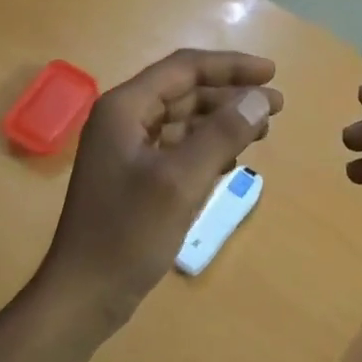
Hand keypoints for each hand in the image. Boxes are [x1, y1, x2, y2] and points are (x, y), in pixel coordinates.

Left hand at [38, 49, 280, 335]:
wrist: (85, 294)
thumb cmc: (128, 234)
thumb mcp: (181, 181)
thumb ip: (221, 134)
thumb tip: (259, 97)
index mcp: (124, 109)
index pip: (183, 69)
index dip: (230, 67)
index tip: (273, 74)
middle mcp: (122, 121)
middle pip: (184, 92)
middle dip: (229, 95)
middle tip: (275, 107)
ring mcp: (126, 151)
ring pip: (182, 121)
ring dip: (221, 122)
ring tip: (262, 130)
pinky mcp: (133, 178)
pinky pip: (176, 148)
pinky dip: (205, 148)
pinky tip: (231, 160)